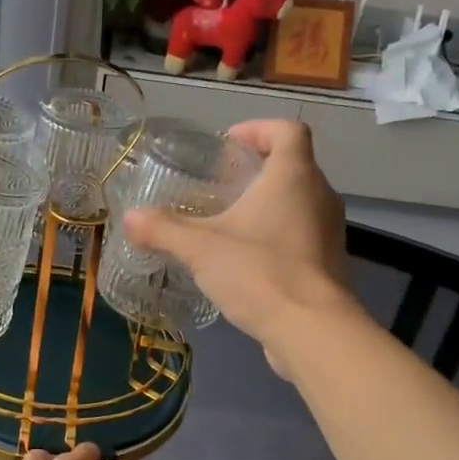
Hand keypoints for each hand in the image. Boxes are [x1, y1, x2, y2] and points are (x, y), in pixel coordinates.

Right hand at [122, 119, 353, 373]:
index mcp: (294, 176)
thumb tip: (129, 218)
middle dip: (258, 169)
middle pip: (293, 165)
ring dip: (268, 204)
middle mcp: (320, 195)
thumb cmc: (259, 272)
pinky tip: (247, 260)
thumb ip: (163, 229)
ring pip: (299, 202)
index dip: (259, 129)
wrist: (311, 330)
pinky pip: (301, 234)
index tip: (229, 144)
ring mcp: (329, 231)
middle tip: (221, 184)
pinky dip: (277, 235)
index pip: (288, 130)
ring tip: (230, 222)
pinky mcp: (328, 263)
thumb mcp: (201, 249)